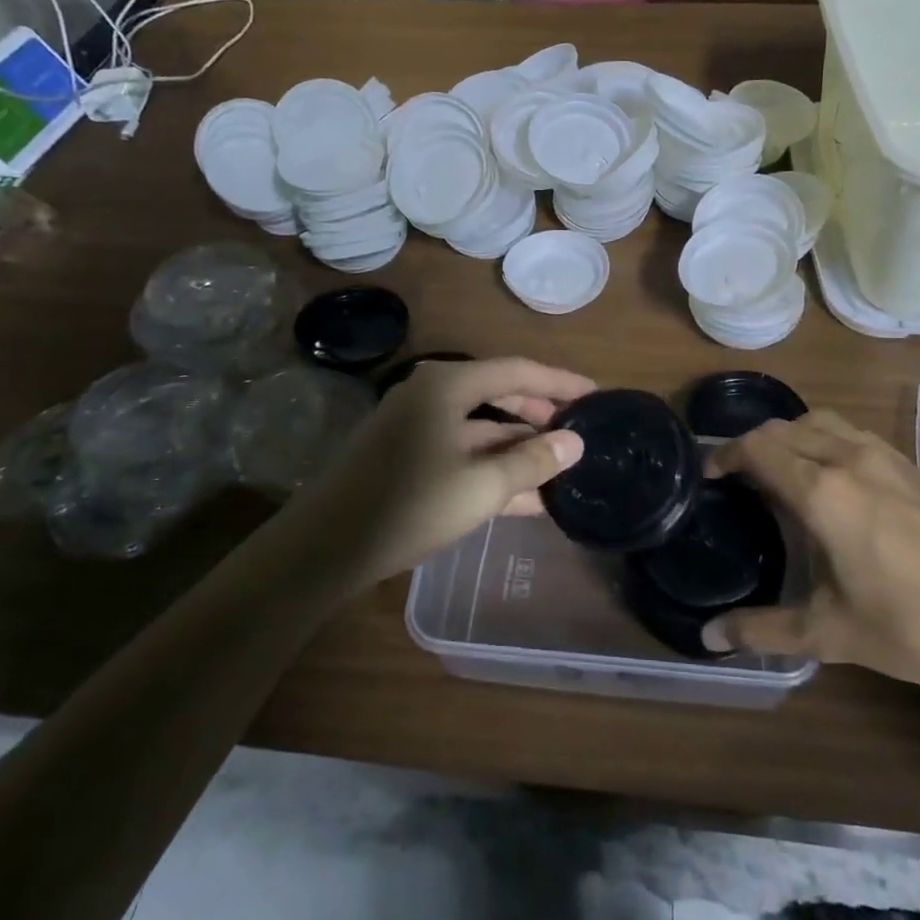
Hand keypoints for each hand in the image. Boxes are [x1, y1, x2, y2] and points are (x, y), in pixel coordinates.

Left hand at [286, 356, 592, 588]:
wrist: (325, 548)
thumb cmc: (409, 505)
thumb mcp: (481, 486)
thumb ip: (532, 461)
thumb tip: (575, 442)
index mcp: (448, 385)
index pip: (517, 371)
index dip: (560, 383)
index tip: (595, 395)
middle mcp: (431, 395)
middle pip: (499, 395)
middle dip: (540, 417)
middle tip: (579, 434)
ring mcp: (416, 426)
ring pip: (482, 430)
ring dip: (519, 450)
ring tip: (561, 470)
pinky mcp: (407, 457)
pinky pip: (462, 453)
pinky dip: (492, 470)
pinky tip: (526, 498)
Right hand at [701, 411, 919, 702]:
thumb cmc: (916, 628)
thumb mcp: (832, 634)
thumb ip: (764, 629)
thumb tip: (709, 637)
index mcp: (823, 492)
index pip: (758, 448)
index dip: (726, 454)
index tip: (709, 476)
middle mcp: (850, 460)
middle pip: (786, 427)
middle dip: (753, 443)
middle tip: (737, 476)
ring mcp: (888, 459)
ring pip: (823, 422)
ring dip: (791, 435)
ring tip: (781, 470)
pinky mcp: (915, 468)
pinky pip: (854, 434)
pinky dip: (826, 440)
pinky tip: (834, 480)